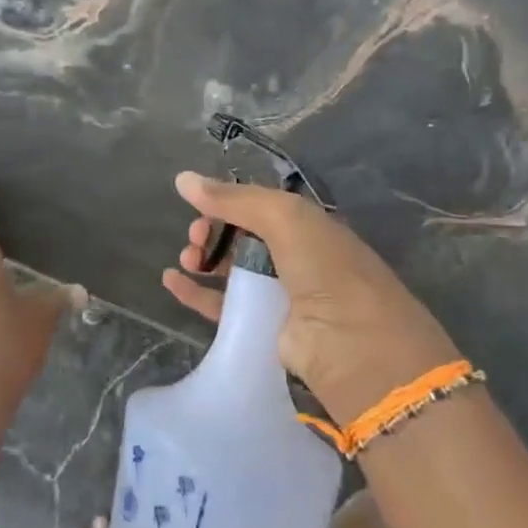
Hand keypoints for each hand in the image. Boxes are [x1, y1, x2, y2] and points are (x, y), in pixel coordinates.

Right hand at [160, 172, 459, 423]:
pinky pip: (222, 305)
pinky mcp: (263, 328)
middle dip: (212, 230)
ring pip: (230, 269)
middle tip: (195, 237)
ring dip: (204, 258)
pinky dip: (196, 293)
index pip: (258, 205)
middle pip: (241, 236)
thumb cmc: (327, 271)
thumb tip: (182, 179)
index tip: (200, 206)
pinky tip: (172, 281)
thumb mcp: (286, 218)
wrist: (355, 348)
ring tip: (186, 259)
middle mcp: (295, 256)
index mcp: (307, 225)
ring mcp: (279, 295)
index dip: (227, 202)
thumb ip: (234, 198)